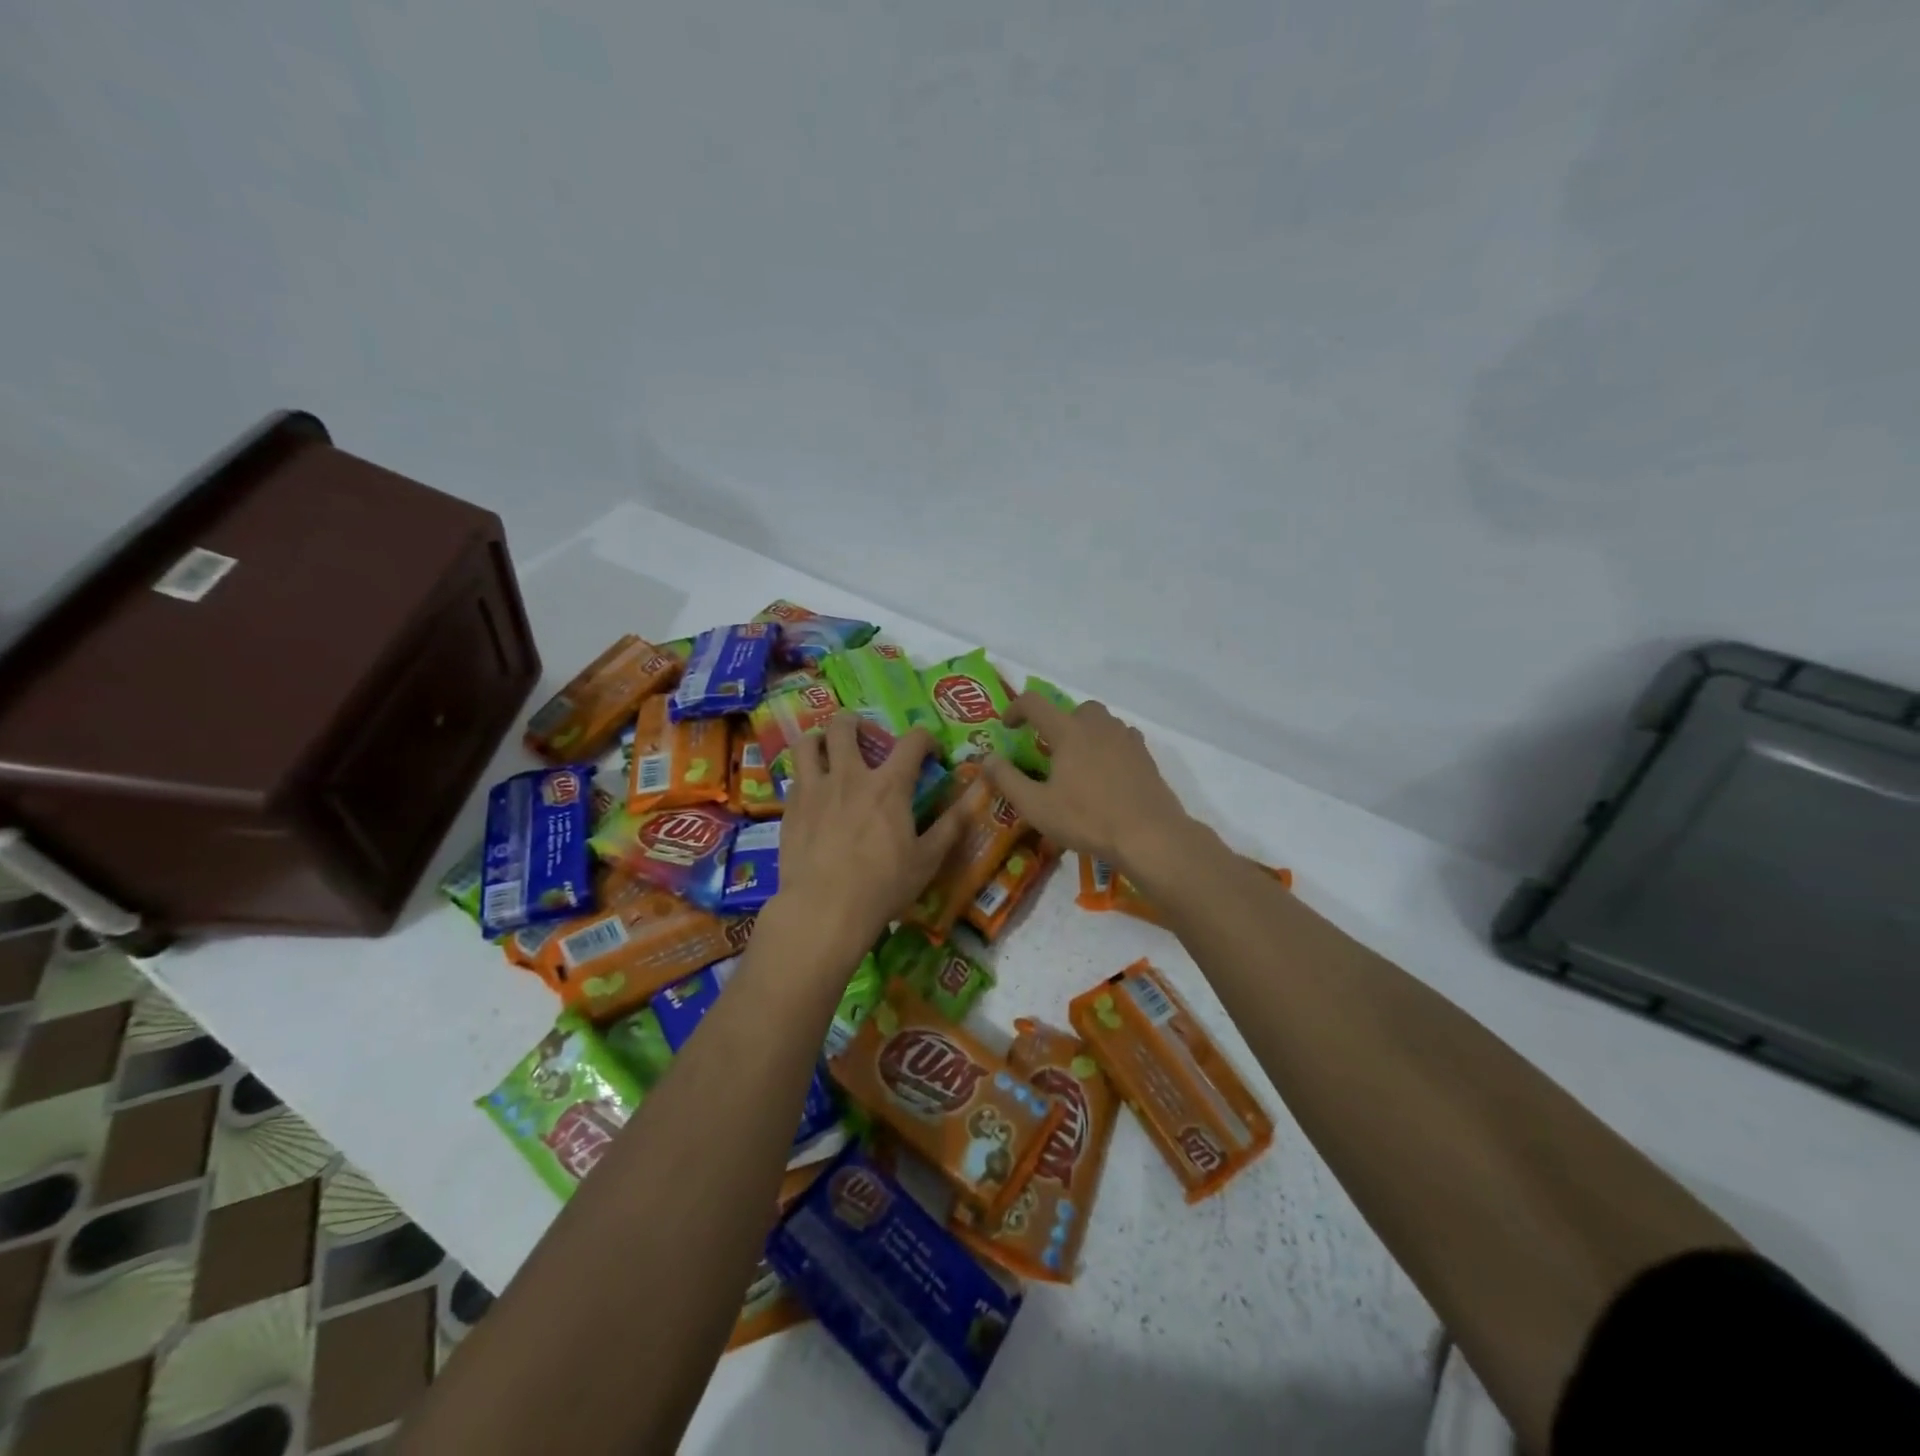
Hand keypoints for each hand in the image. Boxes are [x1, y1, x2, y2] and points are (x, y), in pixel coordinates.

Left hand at [771, 715, 965, 966]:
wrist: (824, 908)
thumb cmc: (883, 885)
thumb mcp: (927, 860)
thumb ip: (950, 827)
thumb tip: (973, 801)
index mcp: (890, 785)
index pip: (913, 741)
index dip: (925, 739)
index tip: (930, 753)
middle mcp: (850, 775)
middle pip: (845, 726)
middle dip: (856, 723)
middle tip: (864, 738)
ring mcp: (815, 788)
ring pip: (808, 742)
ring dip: (820, 739)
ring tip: (827, 751)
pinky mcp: (791, 808)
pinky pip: (794, 775)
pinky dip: (805, 774)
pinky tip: (812, 792)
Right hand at [982, 694, 1192, 868]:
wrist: (1149, 834)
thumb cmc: (1087, 819)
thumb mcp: (1036, 806)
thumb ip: (1007, 779)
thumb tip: (987, 759)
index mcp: (1068, 731)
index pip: (1034, 703)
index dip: (1016, 709)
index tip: (1008, 726)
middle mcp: (1098, 725)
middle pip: (1073, 709)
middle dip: (1057, 722)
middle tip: (1050, 751)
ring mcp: (1126, 738)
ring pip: (1101, 721)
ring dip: (1085, 732)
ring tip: (1078, 763)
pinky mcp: (1145, 755)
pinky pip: (1121, 738)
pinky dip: (1108, 746)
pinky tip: (1106, 772)